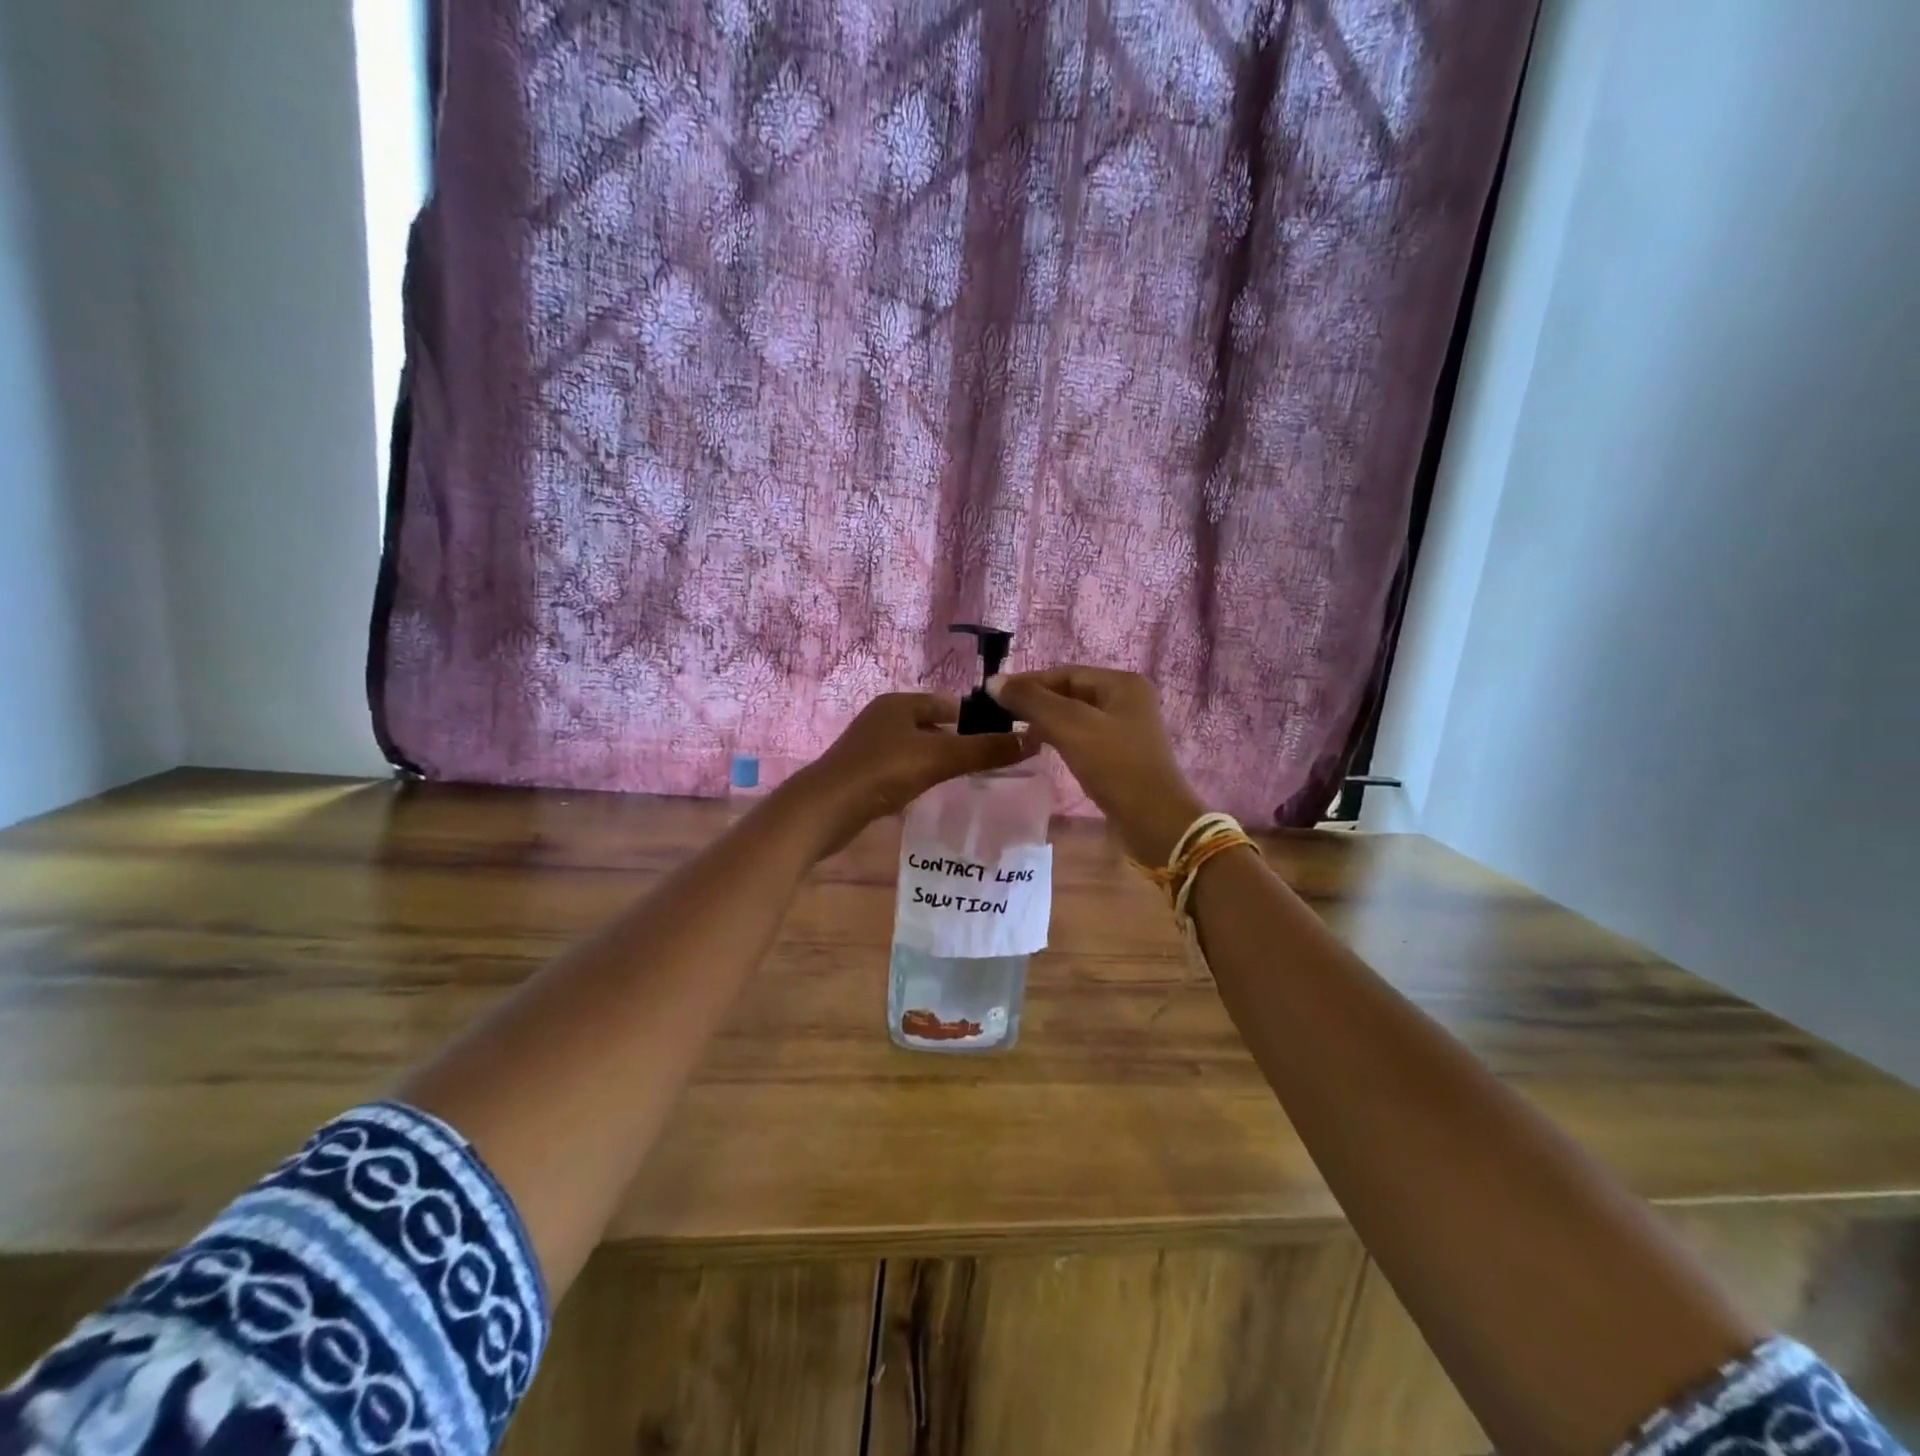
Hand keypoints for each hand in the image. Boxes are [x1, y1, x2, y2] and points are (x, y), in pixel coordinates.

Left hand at [780, 692, 1033, 857]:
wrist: (825, 810)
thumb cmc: (883, 772)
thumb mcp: (939, 757)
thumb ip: (984, 750)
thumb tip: (1032, 739)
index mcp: (899, 703)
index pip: (948, 704)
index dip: (976, 719)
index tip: (1002, 740)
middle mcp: (884, 718)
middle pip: (934, 727)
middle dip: (960, 743)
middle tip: (991, 764)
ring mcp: (871, 747)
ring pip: (918, 750)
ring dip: (940, 762)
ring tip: (968, 780)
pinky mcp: (864, 774)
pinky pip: (903, 770)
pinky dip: (920, 778)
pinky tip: (933, 795)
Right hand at [988, 666, 1203, 864]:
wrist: (1155, 822)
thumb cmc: (1115, 766)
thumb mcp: (1071, 727)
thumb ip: (1032, 701)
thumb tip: (994, 682)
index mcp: (1123, 684)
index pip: (1066, 673)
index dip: (1029, 682)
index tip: (994, 695)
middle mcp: (1128, 700)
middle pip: (1071, 692)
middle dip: (1037, 702)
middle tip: (1000, 714)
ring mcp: (1126, 729)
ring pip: (1076, 716)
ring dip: (1046, 721)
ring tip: (1015, 731)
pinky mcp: (1121, 756)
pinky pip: (1083, 738)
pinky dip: (1060, 739)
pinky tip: (1040, 749)